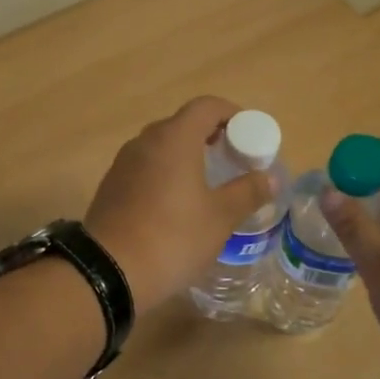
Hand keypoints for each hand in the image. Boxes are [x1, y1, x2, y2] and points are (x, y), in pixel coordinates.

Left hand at [86, 97, 274, 314]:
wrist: (109, 272)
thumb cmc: (173, 237)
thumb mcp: (220, 217)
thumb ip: (248, 192)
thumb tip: (270, 177)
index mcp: (174, 138)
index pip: (206, 106)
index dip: (231, 114)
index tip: (248, 135)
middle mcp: (145, 142)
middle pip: (182, 124)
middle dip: (210, 135)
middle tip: (232, 160)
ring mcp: (123, 163)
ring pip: (161, 147)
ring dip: (186, 155)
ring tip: (207, 183)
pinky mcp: (111, 186)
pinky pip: (145, 167)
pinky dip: (165, 173)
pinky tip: (176, 204)